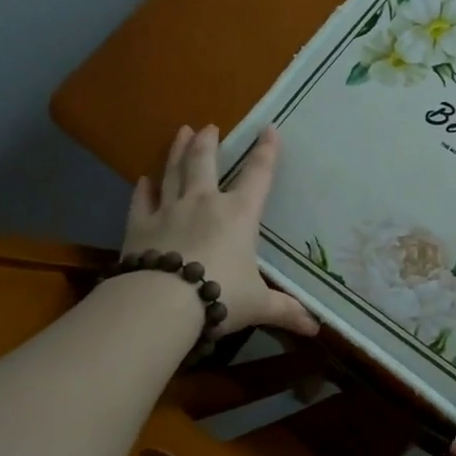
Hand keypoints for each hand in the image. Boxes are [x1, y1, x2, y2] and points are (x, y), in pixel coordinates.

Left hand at [120, 124, 318, 337]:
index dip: (266, 151)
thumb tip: (315, 328)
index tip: (269, 129)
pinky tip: (143, 179)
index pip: (258, 175)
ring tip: (181, 132)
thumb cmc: (219, 296)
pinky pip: (141, 201)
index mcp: (239, 214)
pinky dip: (143, 189)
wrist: (161, 304)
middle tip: (208, 126)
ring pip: (174, 172)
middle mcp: (205, 202)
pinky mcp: (139, 226)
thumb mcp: (259, 305)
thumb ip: (286, 311)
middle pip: (206, 163)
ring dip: (177, 151)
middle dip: (209, 142)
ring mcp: (169, 211)